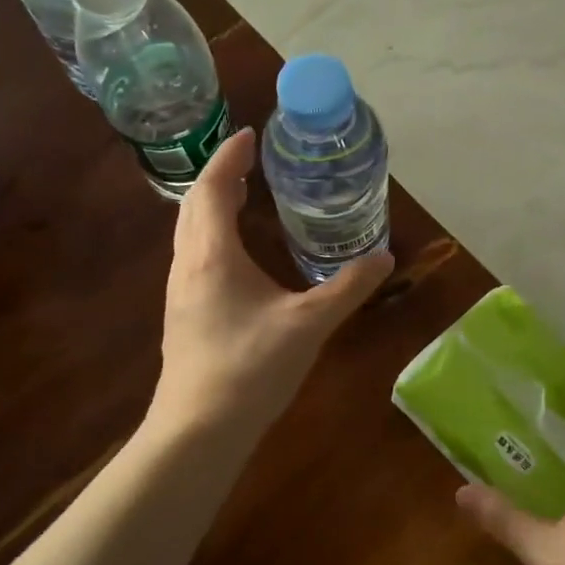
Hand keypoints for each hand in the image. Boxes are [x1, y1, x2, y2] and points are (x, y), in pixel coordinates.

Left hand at [153, 127, 392, 437]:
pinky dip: (212, 233)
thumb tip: (385, 259)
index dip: (230, 157)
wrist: (197, 431)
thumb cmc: (250, 368)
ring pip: (190, 231)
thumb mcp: (308, 324)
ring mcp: (180, 290)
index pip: (214, 188)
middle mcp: (188, 264)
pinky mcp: (183, 313)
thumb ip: (348, 288)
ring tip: (245, 196)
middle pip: (194, 205)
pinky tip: (238, 253)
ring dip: (213, 205)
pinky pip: (194, 254)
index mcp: (212, 255)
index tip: (250, 134)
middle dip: (220, 176)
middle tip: (252, 161)